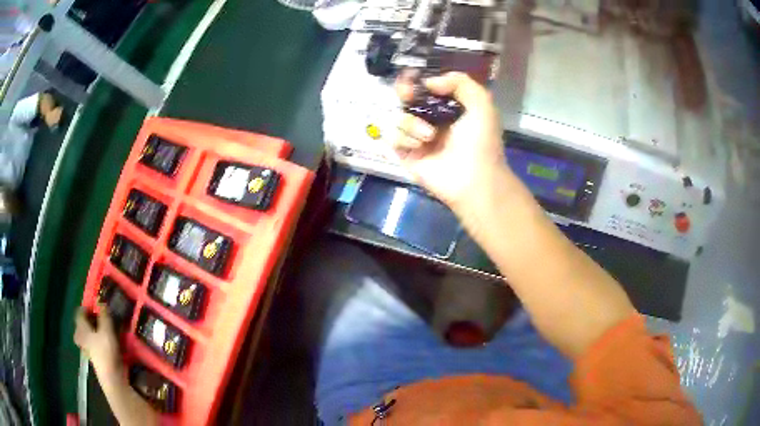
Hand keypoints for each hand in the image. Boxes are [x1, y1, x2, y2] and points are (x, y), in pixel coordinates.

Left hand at [74, 305, 121, 377]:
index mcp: (82, 329)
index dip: (85, 308)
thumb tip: (100, 301)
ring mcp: (87, 350)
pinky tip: (103, 345)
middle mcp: (81, 338)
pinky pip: (91, 347)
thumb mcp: (107, 331)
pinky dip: (95, 343)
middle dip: (85, 322)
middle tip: (94, 320)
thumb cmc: (106, 351)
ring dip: (90, 333)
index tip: (93, 306)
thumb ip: (104, 316)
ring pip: (85, 338)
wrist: (111, 378)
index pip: (79, 314)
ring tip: (100, 332)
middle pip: (80, 327)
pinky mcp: (94, 360)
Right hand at [394, 71, 507, 210]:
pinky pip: (393, 137)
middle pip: (407, 99)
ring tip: (430, 135)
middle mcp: (432, 120)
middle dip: (405, 92)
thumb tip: (429, 82)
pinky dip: (405, 137)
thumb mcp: (481, 102)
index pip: (427, 88)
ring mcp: (418, 138)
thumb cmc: (481, 141)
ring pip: (399, 117)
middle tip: (408, 94)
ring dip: (412, 122)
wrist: (474, 178)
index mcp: (449, 108)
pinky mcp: (406, 154)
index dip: (418, 81)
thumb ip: (459, 82)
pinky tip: (420, 145)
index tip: (413, 77)